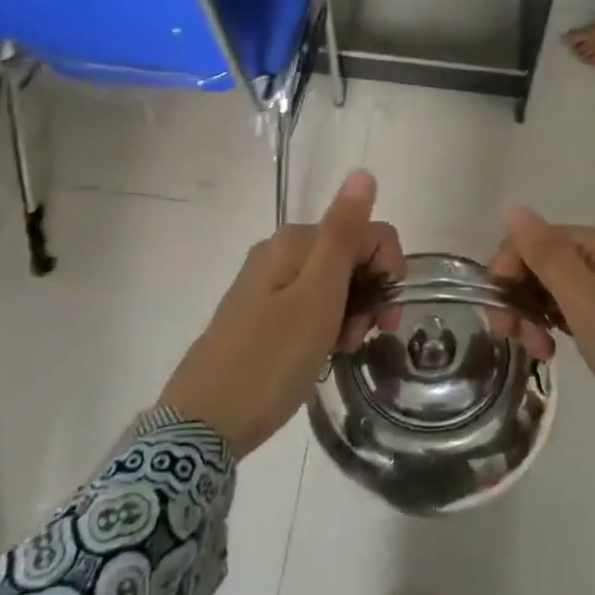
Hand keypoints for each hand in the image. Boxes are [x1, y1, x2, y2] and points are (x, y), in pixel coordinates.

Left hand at [159, 171, 401, 458]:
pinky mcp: (261, 312)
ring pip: (334, 282)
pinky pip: (311, 304)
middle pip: (351, 256)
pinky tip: (321, 352)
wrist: (205, 422)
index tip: (383, 318)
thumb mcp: (317, 297)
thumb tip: (363, 172)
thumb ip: (343, 233)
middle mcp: (281, 251)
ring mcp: (268, 282)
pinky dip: (327, 324)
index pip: (369, 233)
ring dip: (350, 312)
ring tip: (337, 349)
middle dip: (369, 294)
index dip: (389, 271)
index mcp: (296, 241)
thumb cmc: (271, 359)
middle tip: (358, 337)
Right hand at [489, 209, 594, 477]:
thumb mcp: (588, 304)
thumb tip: (512, 209)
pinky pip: (565, 312)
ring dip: (530, 316)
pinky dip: (548, 328)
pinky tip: (547, 351)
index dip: (509, 268)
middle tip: (512, 336)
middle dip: (519, 295)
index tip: (498, 311)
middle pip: (541, 262)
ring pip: (549, 289)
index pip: (537, 238)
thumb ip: (548, 256)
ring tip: (537, 351)